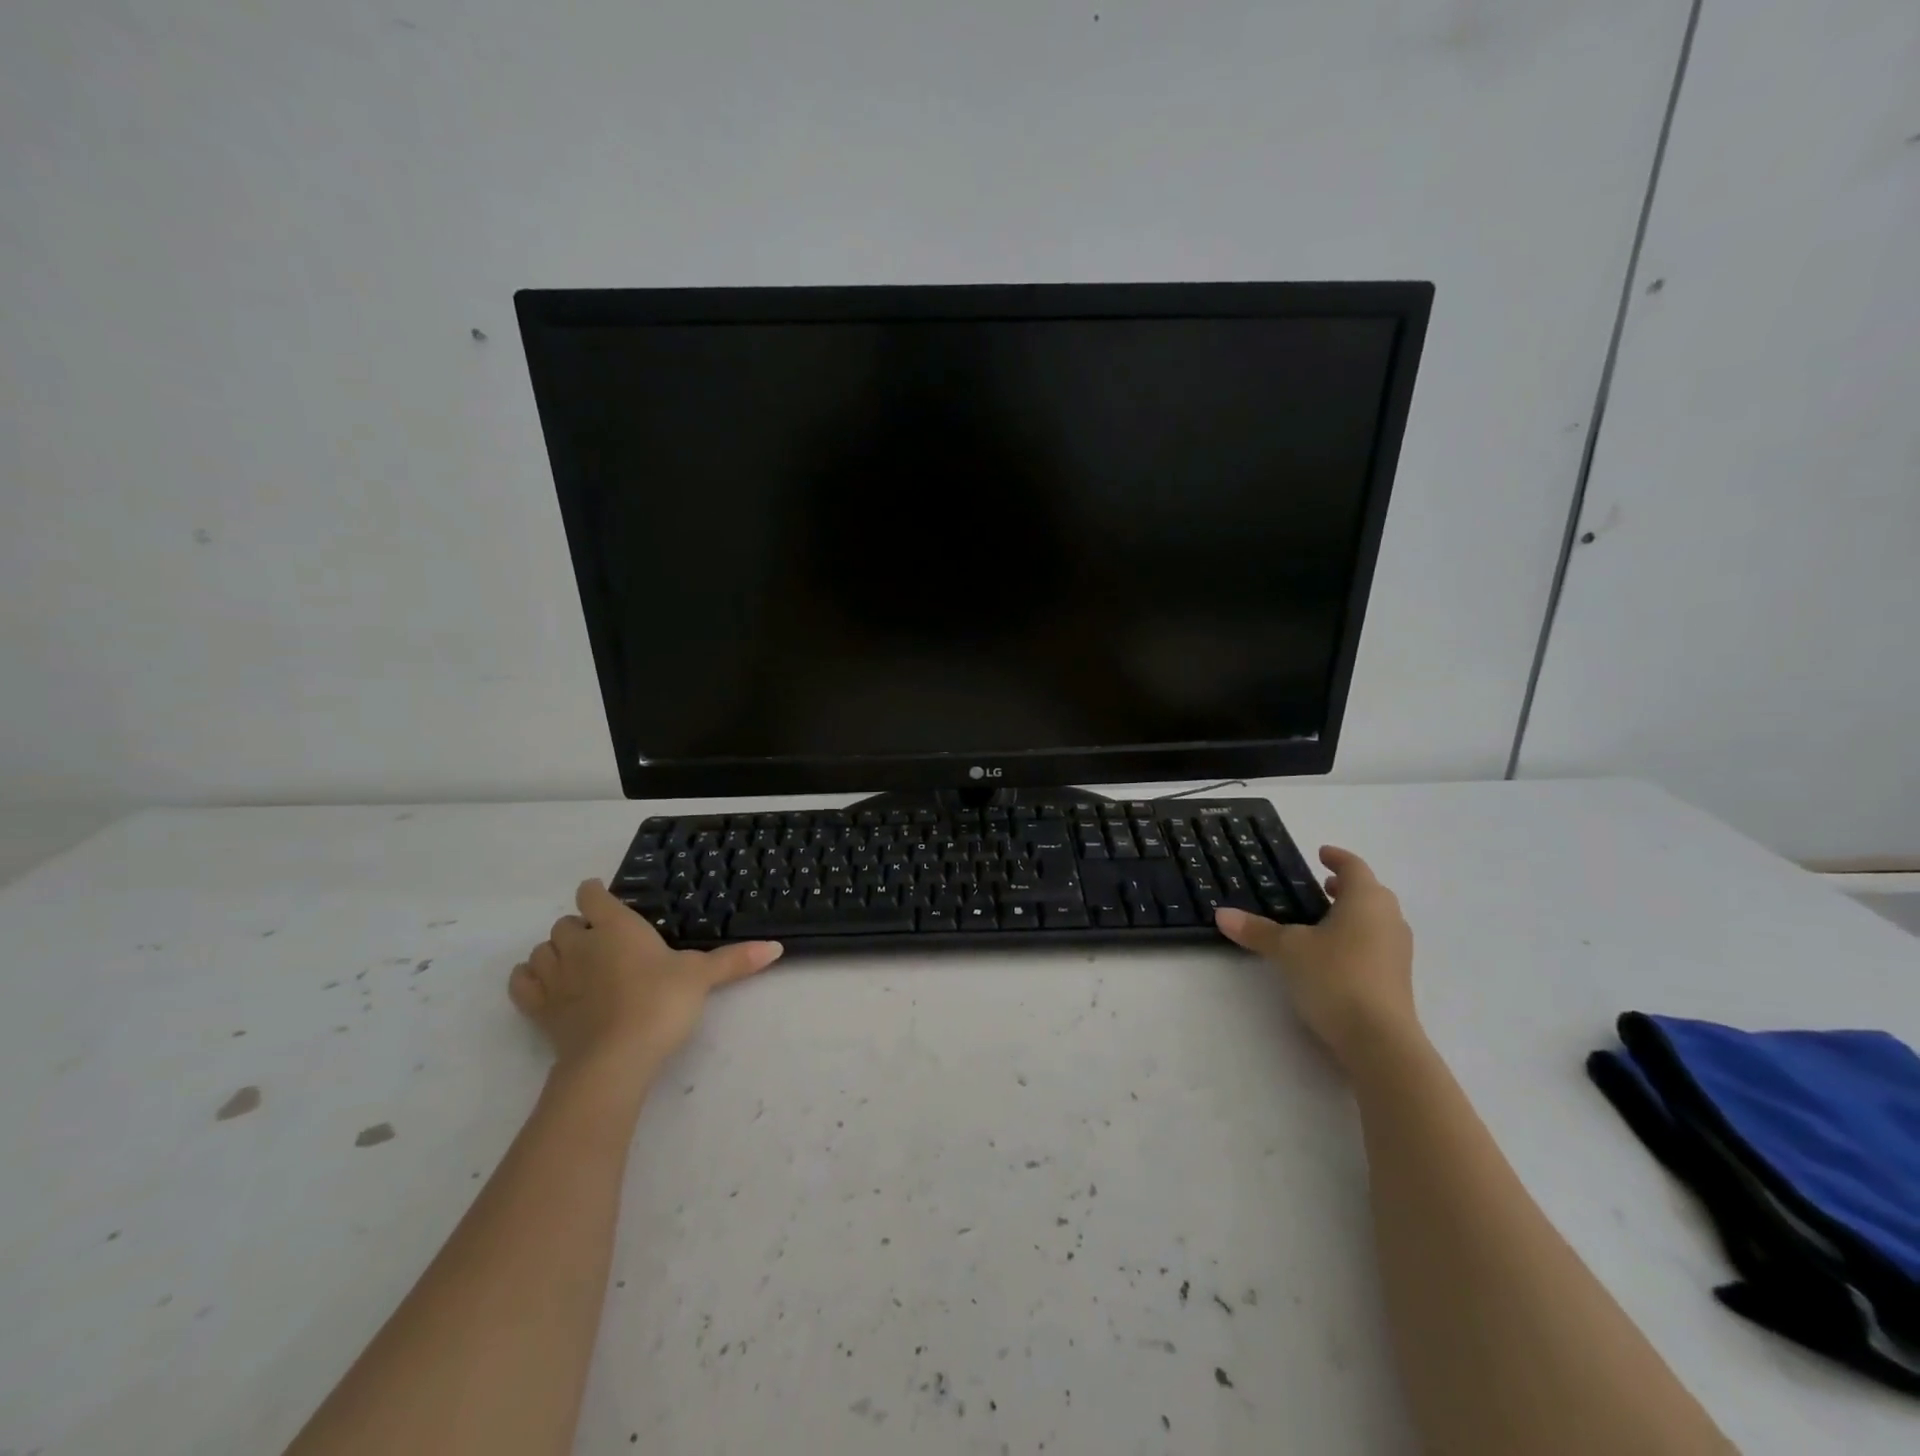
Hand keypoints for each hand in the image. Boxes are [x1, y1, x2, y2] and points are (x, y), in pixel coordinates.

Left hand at [508, 881, 782, 1084]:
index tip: (606, 900)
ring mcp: (555, 977)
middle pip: (565, 923)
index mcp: (616, 927)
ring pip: (541, 949)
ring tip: (577, 964)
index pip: (593, 895)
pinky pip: (522, 982)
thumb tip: (777, 948)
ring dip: (554, 952)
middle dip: (580, 928)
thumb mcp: (702, 978)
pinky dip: (530, 979)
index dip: (597, 894)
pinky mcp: (539, 1010)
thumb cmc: (659, 1004)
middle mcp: (580, 944)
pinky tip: (547, 986)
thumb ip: (735, 961)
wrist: (614, 1059)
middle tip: (605, 943)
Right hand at [1215, 846, 1419, 1075]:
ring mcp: (1397, 951)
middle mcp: (1388, 919)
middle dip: (1346, 887)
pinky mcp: (1396, 979)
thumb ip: (1257, 930)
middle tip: (1321, 886)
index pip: (1354, 867)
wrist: (1380, 1041)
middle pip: (1370, 893)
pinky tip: (1333, 955)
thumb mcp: (1288, 950)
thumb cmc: (1335, 976)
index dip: (1337, 858)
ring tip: (1323, 920)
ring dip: (1353, 914)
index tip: (1321, 854)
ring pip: (1375, 920)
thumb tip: (1221, 914)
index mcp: (1366, 900)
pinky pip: (1376, 945)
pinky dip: (1357, 939)